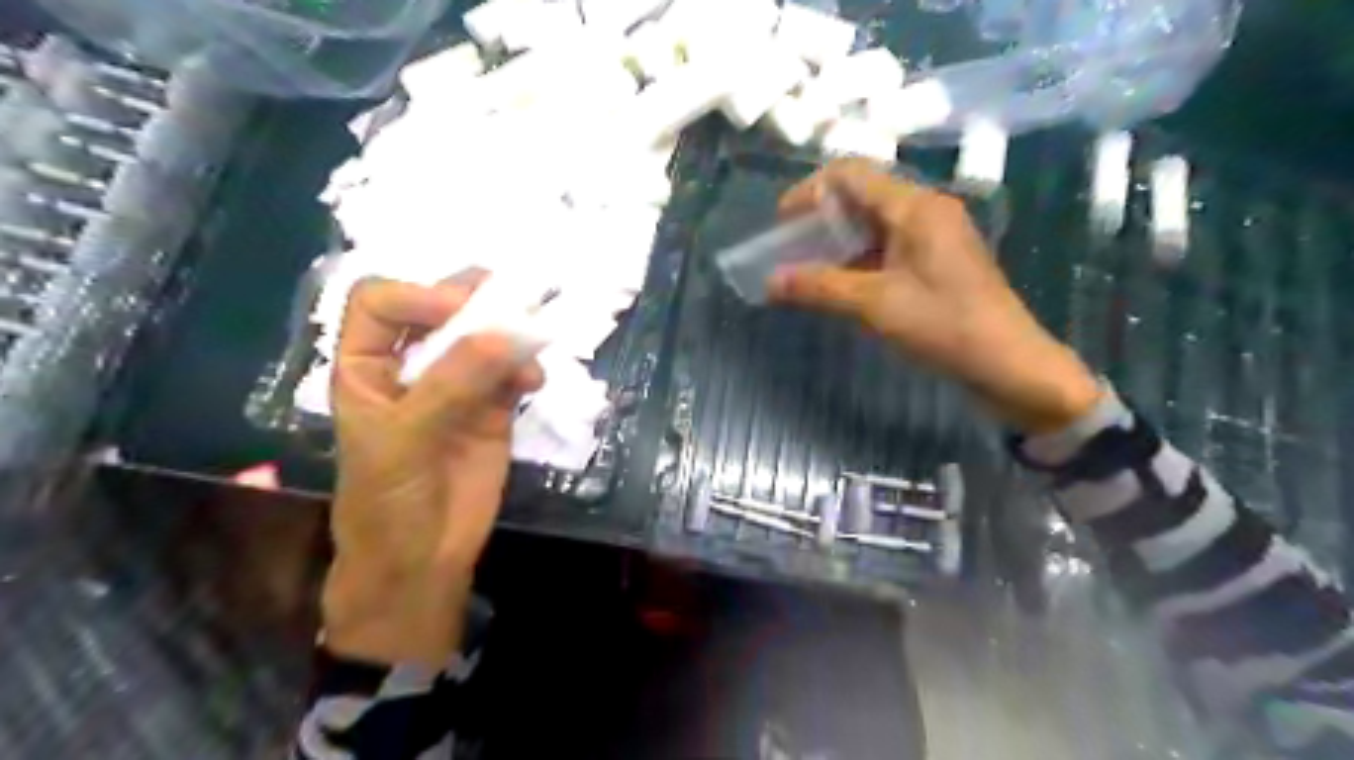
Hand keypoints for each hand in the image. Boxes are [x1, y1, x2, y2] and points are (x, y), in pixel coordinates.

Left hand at [325, 273, 543, 663]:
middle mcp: (411, 366)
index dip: (418, 295)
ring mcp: (455, 386)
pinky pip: (512, 373)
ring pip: (484, 338)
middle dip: (473, 299)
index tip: (461, 313)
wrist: (423, 559)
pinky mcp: (492, 408)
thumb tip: (510, 333)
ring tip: (532, 343)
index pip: (381, 303)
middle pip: (438, 308)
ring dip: (510, 334)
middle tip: (510, 303)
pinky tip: (534, 384)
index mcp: (366, 365)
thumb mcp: (405, 438)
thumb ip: (453, 382)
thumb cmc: (388, 500)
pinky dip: (527, 369)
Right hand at [773, 158, 1098, 432]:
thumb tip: (771, 281)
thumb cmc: (944, 325)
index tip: (781, 224)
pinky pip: (888, 246)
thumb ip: (820, 287)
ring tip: (808, 269)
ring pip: (874, 223)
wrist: (1009, 364)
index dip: (809, 191)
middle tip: (790, 250)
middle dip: (820, 219)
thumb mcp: (875, 305)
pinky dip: (859, 258)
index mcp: (915, 207)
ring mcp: (934, 235)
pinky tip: (840, 284)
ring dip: (838, 241)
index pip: (850, 174)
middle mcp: (926, 210)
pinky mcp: (937, 261)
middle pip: (861, 195)